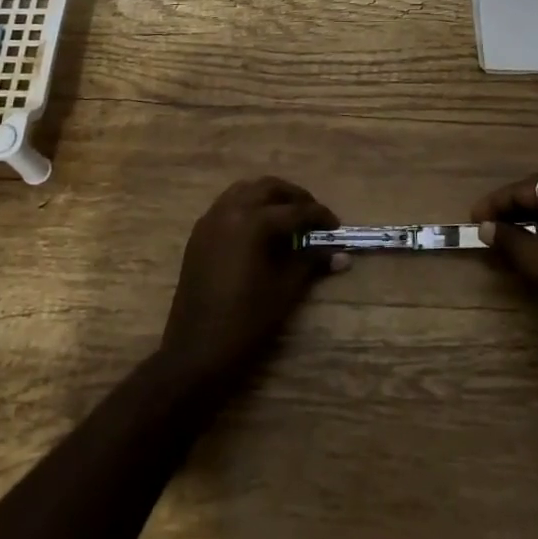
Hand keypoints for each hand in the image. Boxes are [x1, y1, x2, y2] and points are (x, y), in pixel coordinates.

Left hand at [159, 177, 344, 386]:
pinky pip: (228, 205)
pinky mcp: (199, 234)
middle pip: (268, 188)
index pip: (295, 211)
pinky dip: (248, 206)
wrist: (195, 351)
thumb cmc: (245, 321)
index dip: (319, 217)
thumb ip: (310, 263)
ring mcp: (210, 220)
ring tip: (289, 218)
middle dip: (295, 197)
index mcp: (252, 222)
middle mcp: (229, 211)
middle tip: (313, 216)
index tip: (336, 227)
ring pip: (245, 191)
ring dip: (270, 197)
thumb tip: (341, 255)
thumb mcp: (284, 290)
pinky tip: (261, 230)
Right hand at [472, 172, 537, 349]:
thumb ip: (506, 238)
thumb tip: (485, 227)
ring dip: (531, 217)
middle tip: (488, 224)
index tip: (473, 219)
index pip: (522, 189)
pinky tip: (537, 242)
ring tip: (508, 234)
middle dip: (512, 208)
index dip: (494, 204)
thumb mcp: (534, 260)